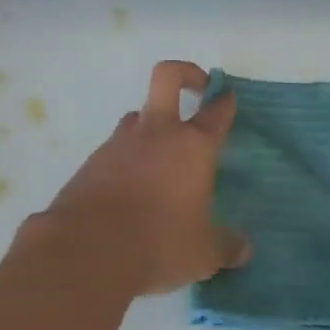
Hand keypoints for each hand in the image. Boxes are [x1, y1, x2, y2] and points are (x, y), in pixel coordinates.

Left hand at [36, 61, 250, 296]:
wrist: (86, 248)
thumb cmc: (159, 243)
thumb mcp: (203, 254)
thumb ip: (225, 247)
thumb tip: (243, 248)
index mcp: (192, 146)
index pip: (215, 112)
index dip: (224, 101)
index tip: (227, 97)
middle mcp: (156, 133)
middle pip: (167, 76)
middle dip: (186, 74)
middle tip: (196, 89)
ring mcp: (120, 142)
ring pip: (138, 116)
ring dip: (152, 125)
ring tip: (162, 158)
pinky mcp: (92, 160)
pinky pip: (116, 148)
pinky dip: (127, 159)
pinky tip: (131, 190)